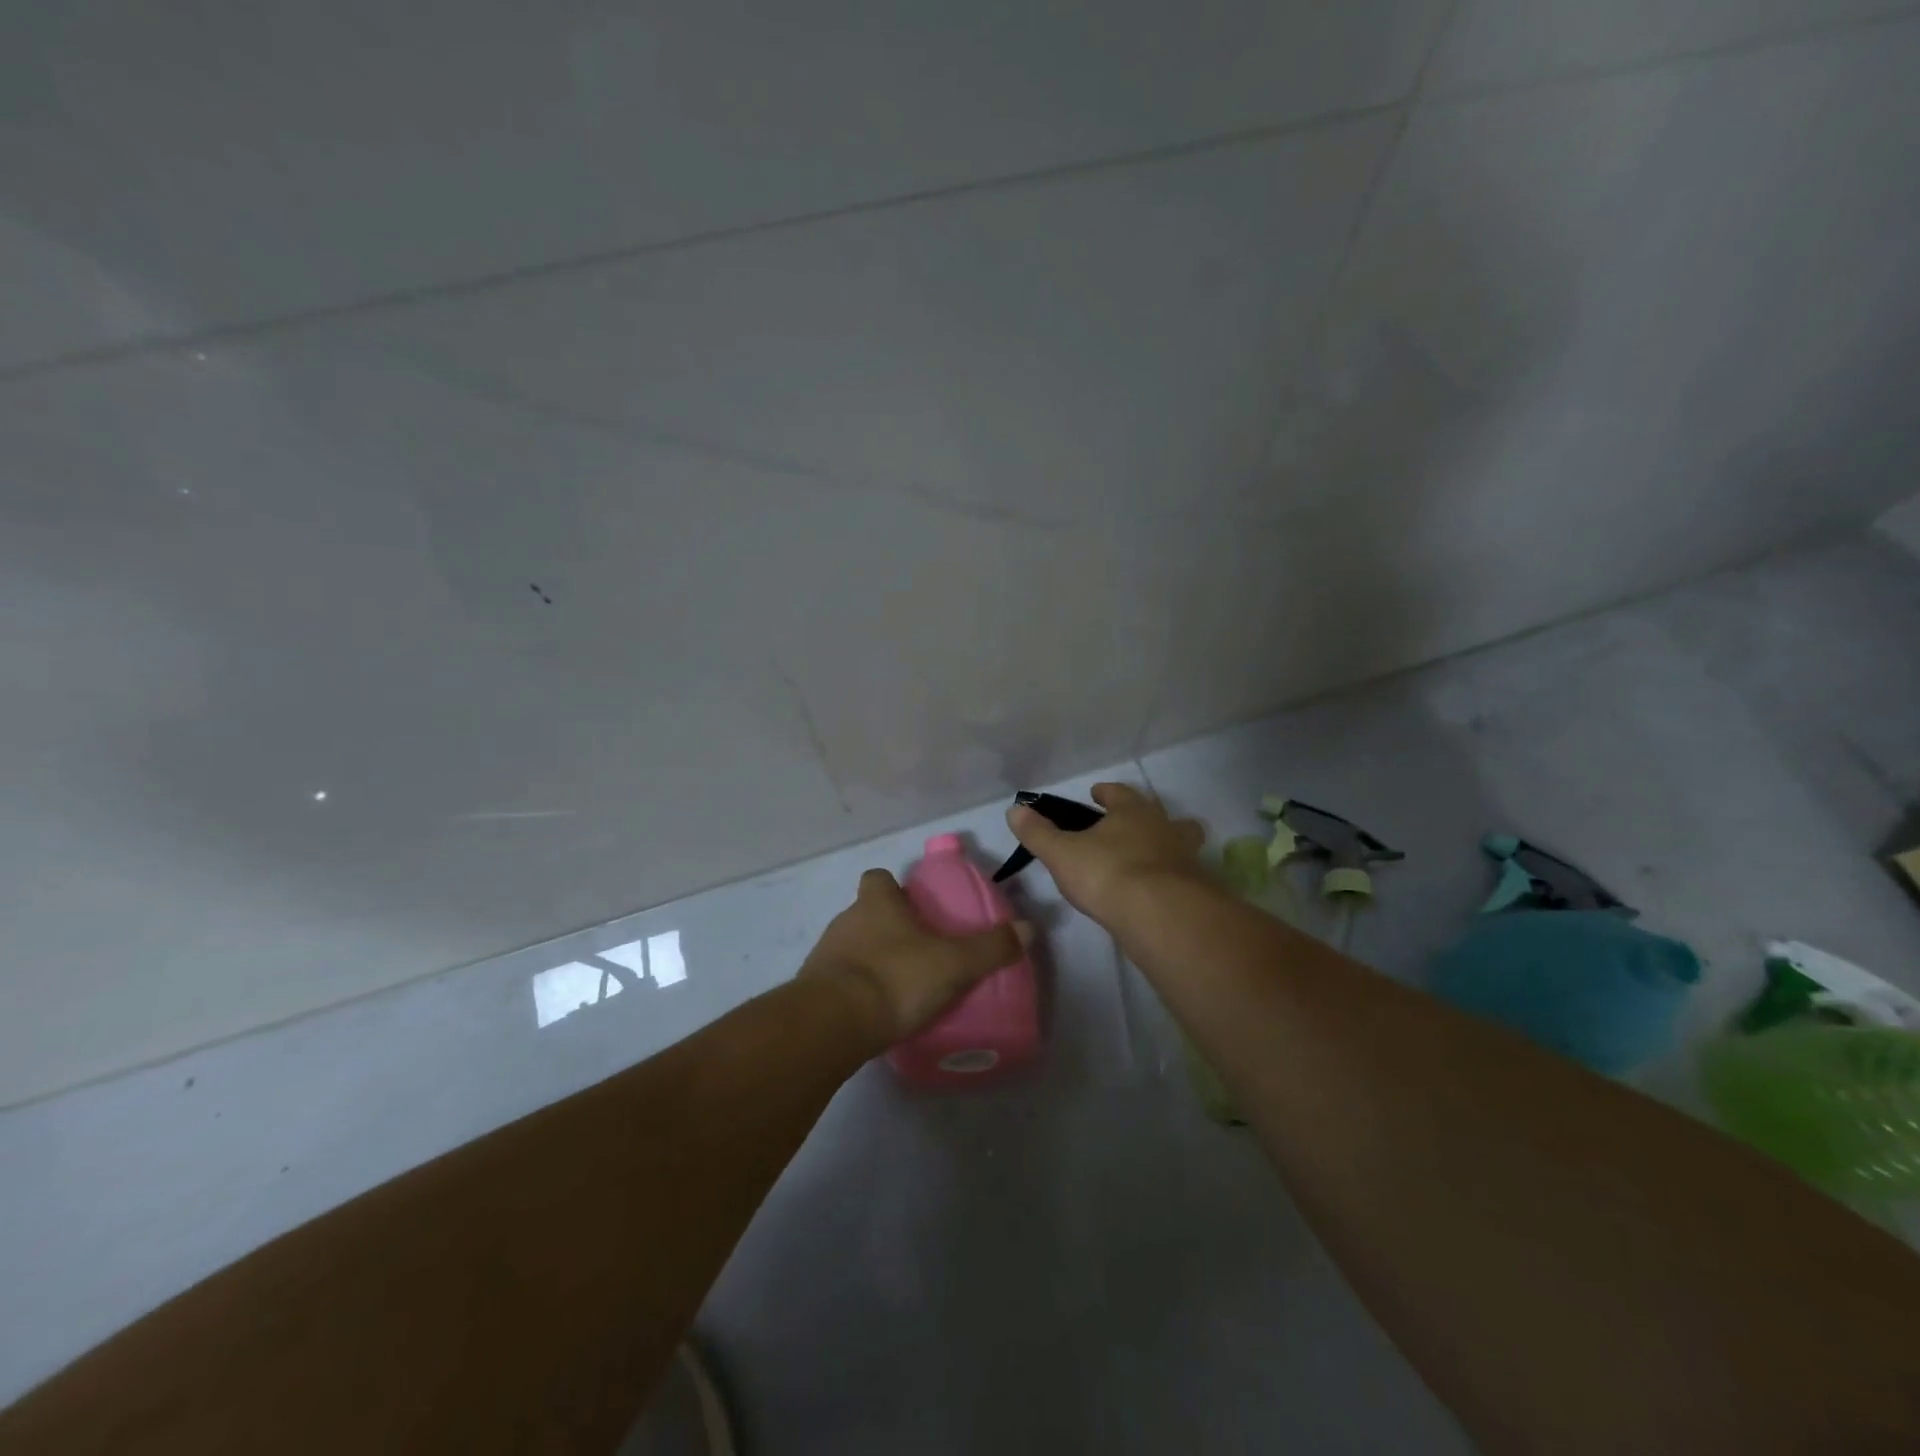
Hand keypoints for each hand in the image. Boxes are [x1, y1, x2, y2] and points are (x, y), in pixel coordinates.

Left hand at [799, 868, 1028, 1050]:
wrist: (832, 1025)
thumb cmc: (894, 979)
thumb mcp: (953, 964)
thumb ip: (991, 948)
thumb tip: (1028, 927)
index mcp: (876, 903)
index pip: (878, 878)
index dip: (895, 888)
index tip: (916, 908)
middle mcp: (846, 921)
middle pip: (866, 913)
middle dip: (889, 928)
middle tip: (920, 953)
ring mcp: (825, 956)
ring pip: (852, 947)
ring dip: (872, 960)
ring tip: (902, 987)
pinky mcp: (814, 991)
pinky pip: (840, 982)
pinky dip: (857, 991)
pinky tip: (878, 1013)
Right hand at [1006, 782, 1207, 927]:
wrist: (1161, 914)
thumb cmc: (1107, 873)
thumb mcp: (1061, 854)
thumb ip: (1038, 833)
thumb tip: (1015, 810)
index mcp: (1132, 811)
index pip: (1118, 793)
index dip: (1106, 793)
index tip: (1097, 793)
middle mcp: (1163, 827)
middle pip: (1158, 814)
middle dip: (1145, 818)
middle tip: (1130, 827)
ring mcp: (1185, 857)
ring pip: (1180, 843)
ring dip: (1166, 847)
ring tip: (1149, 861)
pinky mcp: (1196, 889)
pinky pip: (1184, 877)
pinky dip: (1172, 880)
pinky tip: (1158, 893)